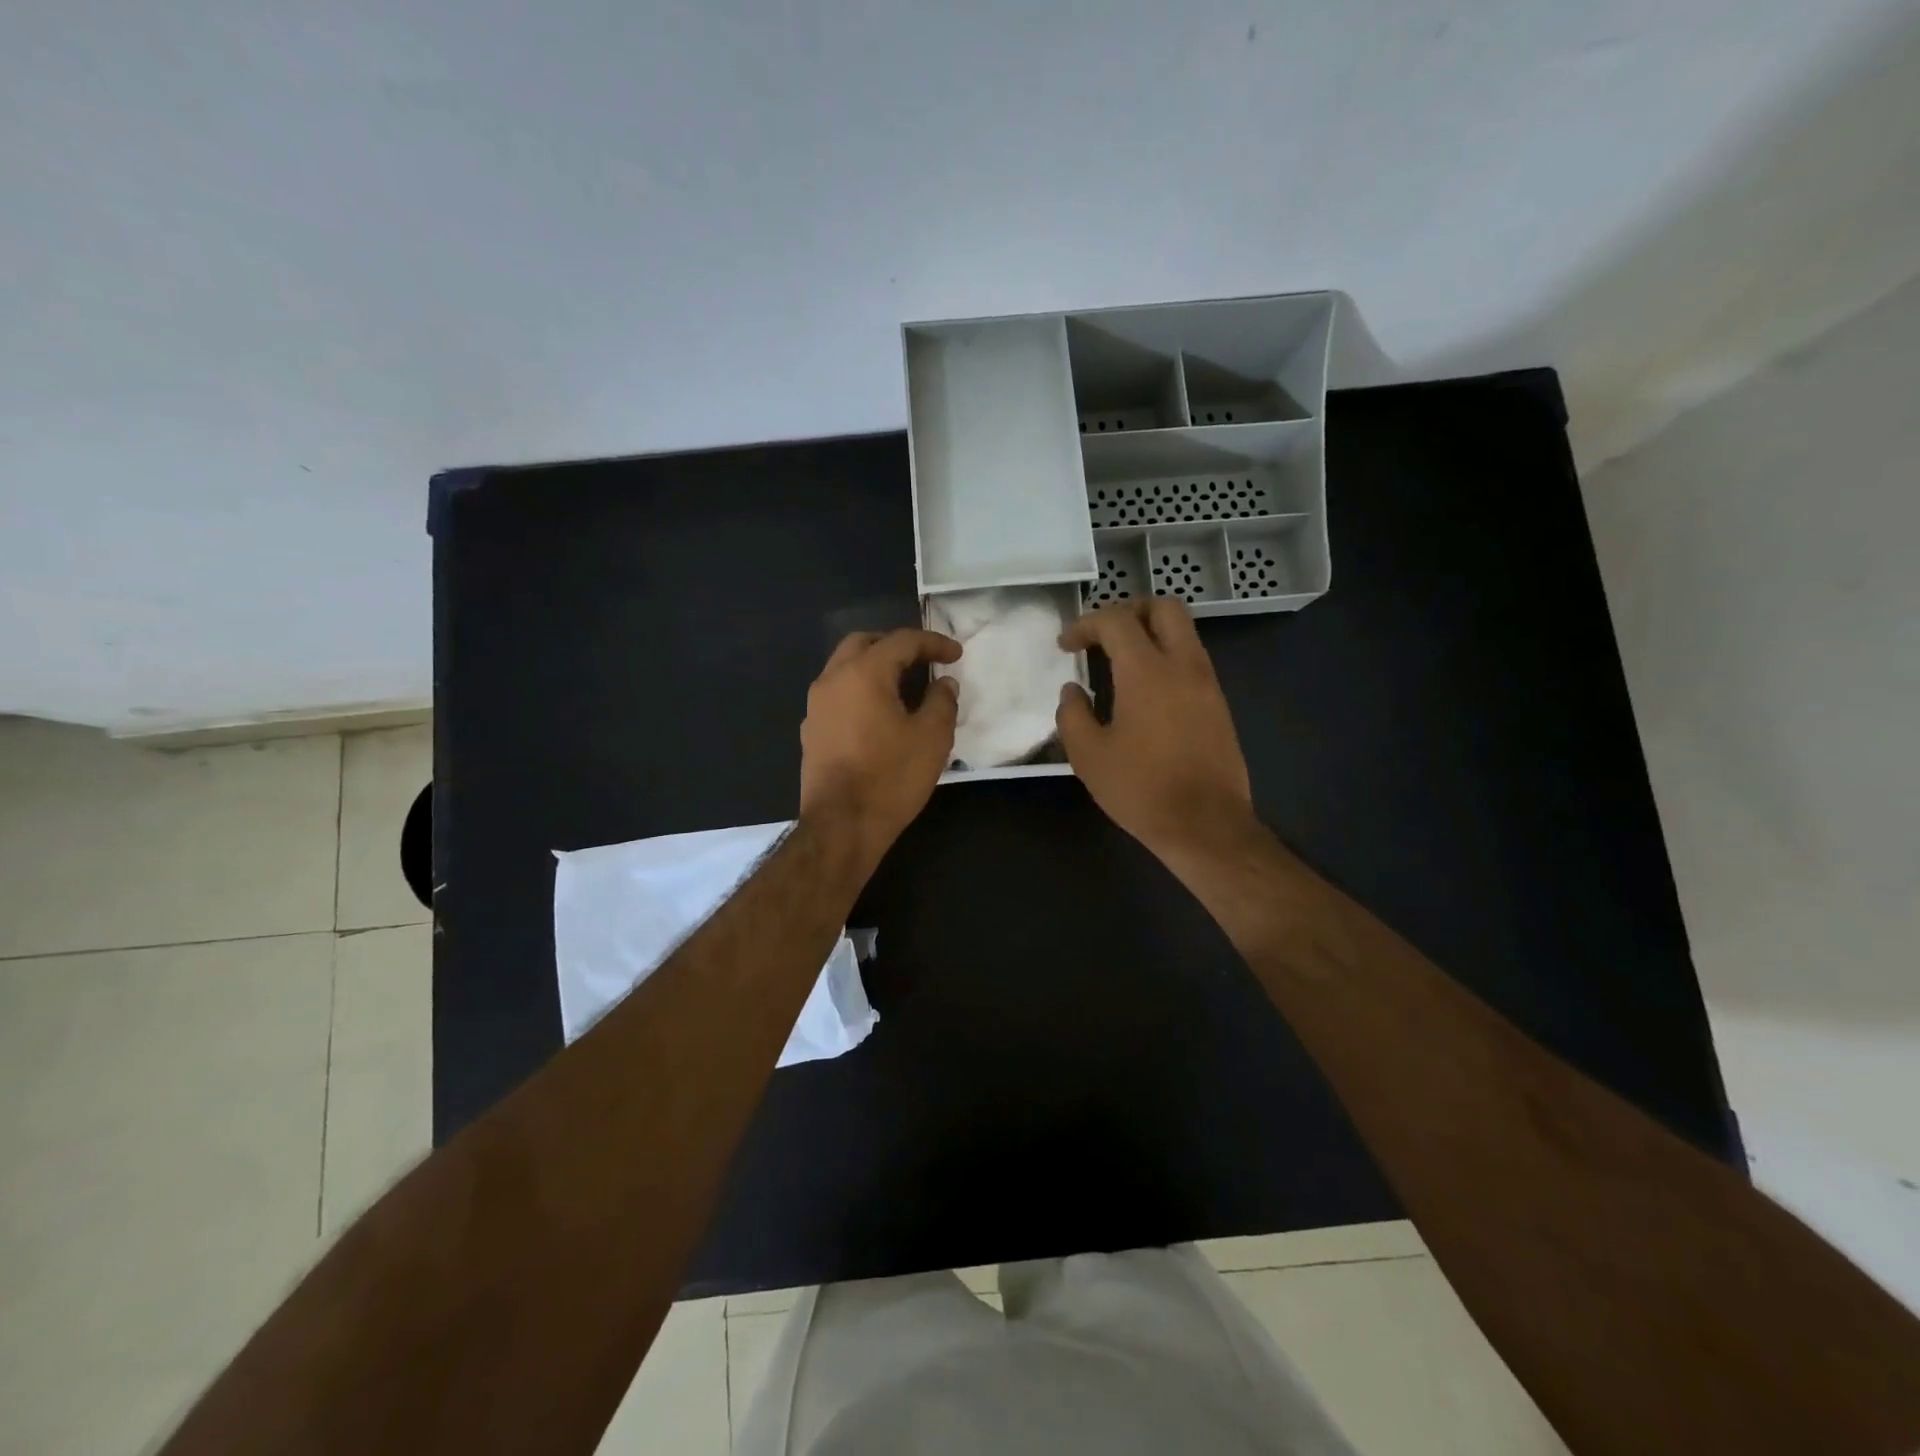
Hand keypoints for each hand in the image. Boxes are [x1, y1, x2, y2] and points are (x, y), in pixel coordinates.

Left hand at [799, 628, 961, 870]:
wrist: (841, 826)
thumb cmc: (891, 777)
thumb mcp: (932, 738)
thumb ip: (942, 702)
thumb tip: (943, 684)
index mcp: (863, 673)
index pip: (901, 641)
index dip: (933, 643)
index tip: (956, 655)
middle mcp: (832, 680)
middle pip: (863, 643)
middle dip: (895, 645)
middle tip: (923, 659)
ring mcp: (816, 706)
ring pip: (844, 668)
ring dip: (874, 667)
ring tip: (904, 685)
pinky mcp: (811, 731)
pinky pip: (837, 695)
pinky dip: (860, 691)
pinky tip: (878, 714)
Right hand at [1055, 598, 1255, 862]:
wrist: (1206, 825)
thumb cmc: (1141, 789)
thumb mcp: (1088, 756)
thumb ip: (1072, 714)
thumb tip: (1073, 690)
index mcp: (1147, 671)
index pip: (1116, 621)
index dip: (1085, 624)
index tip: (1066, 644)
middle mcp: (1183, 665)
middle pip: (1163, 607)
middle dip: (1129, 610)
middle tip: (1102, 635)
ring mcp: (1207, 683)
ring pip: (1183, 632)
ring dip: (1151, 633)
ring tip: (1120, 662)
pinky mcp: (1219, 704)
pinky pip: (1192, 660)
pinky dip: (1166, 657)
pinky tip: (1145, 690)